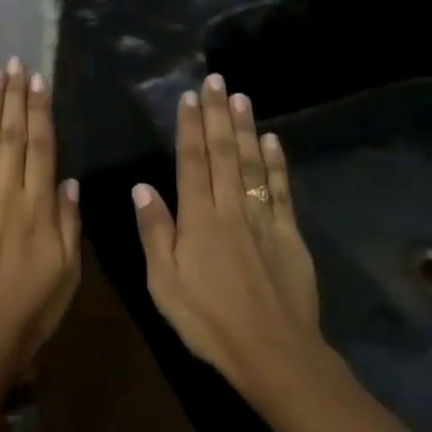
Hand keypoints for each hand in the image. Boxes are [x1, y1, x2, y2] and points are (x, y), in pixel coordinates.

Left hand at [0, 58, 81, 363]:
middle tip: (14, 64)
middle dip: (14, 97)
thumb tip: (68, 181)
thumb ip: (69, 221)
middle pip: (12, 136)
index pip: (42, 147)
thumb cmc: (32, 306)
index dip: (41, 111)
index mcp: (39, 206)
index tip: (38, 81)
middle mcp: (6, 193)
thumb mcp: (68, 269)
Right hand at [132, 74, 330, 407]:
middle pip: (225, 153)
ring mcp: (263, 219)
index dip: (190, 128)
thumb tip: (142, 187)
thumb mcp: (163, 282)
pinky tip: (273, 141)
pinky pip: (280, 190)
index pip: (192, 162)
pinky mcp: (289, 235)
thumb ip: (155, 232)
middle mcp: (231, 209)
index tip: (189, 97)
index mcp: (198, 219)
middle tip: (217, 80)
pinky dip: (277, 163)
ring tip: (241, 97)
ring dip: (246, 128)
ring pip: (253, 164)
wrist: (272, 351)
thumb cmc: (207, 320)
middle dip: (219, 114)